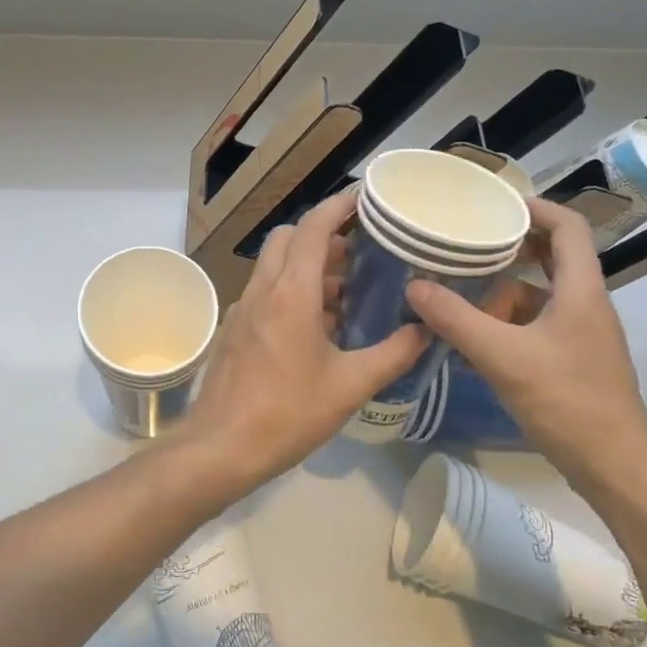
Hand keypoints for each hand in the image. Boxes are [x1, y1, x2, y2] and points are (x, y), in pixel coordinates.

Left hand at [185, 190, 426, 492]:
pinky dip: (292, 291)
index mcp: (290, 292)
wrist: (220, 446)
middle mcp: (263, 289)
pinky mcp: (236, 329)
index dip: (338, 206)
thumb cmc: (287, 413)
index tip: (365, 200)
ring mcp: (243, 308)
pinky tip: (318, 326)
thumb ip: (392, 354)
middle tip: (360, 254)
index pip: (312, 227)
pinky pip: (267, 292)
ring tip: (347, 291)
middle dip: (322, 236)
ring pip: (275, 266)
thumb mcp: (349, 386)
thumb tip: (425, 331)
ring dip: (308, 266)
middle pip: (289, 238)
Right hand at [404, 196, 646, 506]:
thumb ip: (456, 320)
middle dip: (508, 248)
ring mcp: (581, 336)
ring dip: (501, 290)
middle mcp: (585, 305)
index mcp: (581, 291)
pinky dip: (504, 324)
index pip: (568, 227)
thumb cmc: (568, 403)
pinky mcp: (571, 362)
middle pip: (551, 258)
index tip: (492, 204)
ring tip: (456, 291)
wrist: (617, 471)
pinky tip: (471, 339)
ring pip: (538, 296)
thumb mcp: (504, 357)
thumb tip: (414, 286)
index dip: (534, 207)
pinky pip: (534, 327)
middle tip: (464, 243)